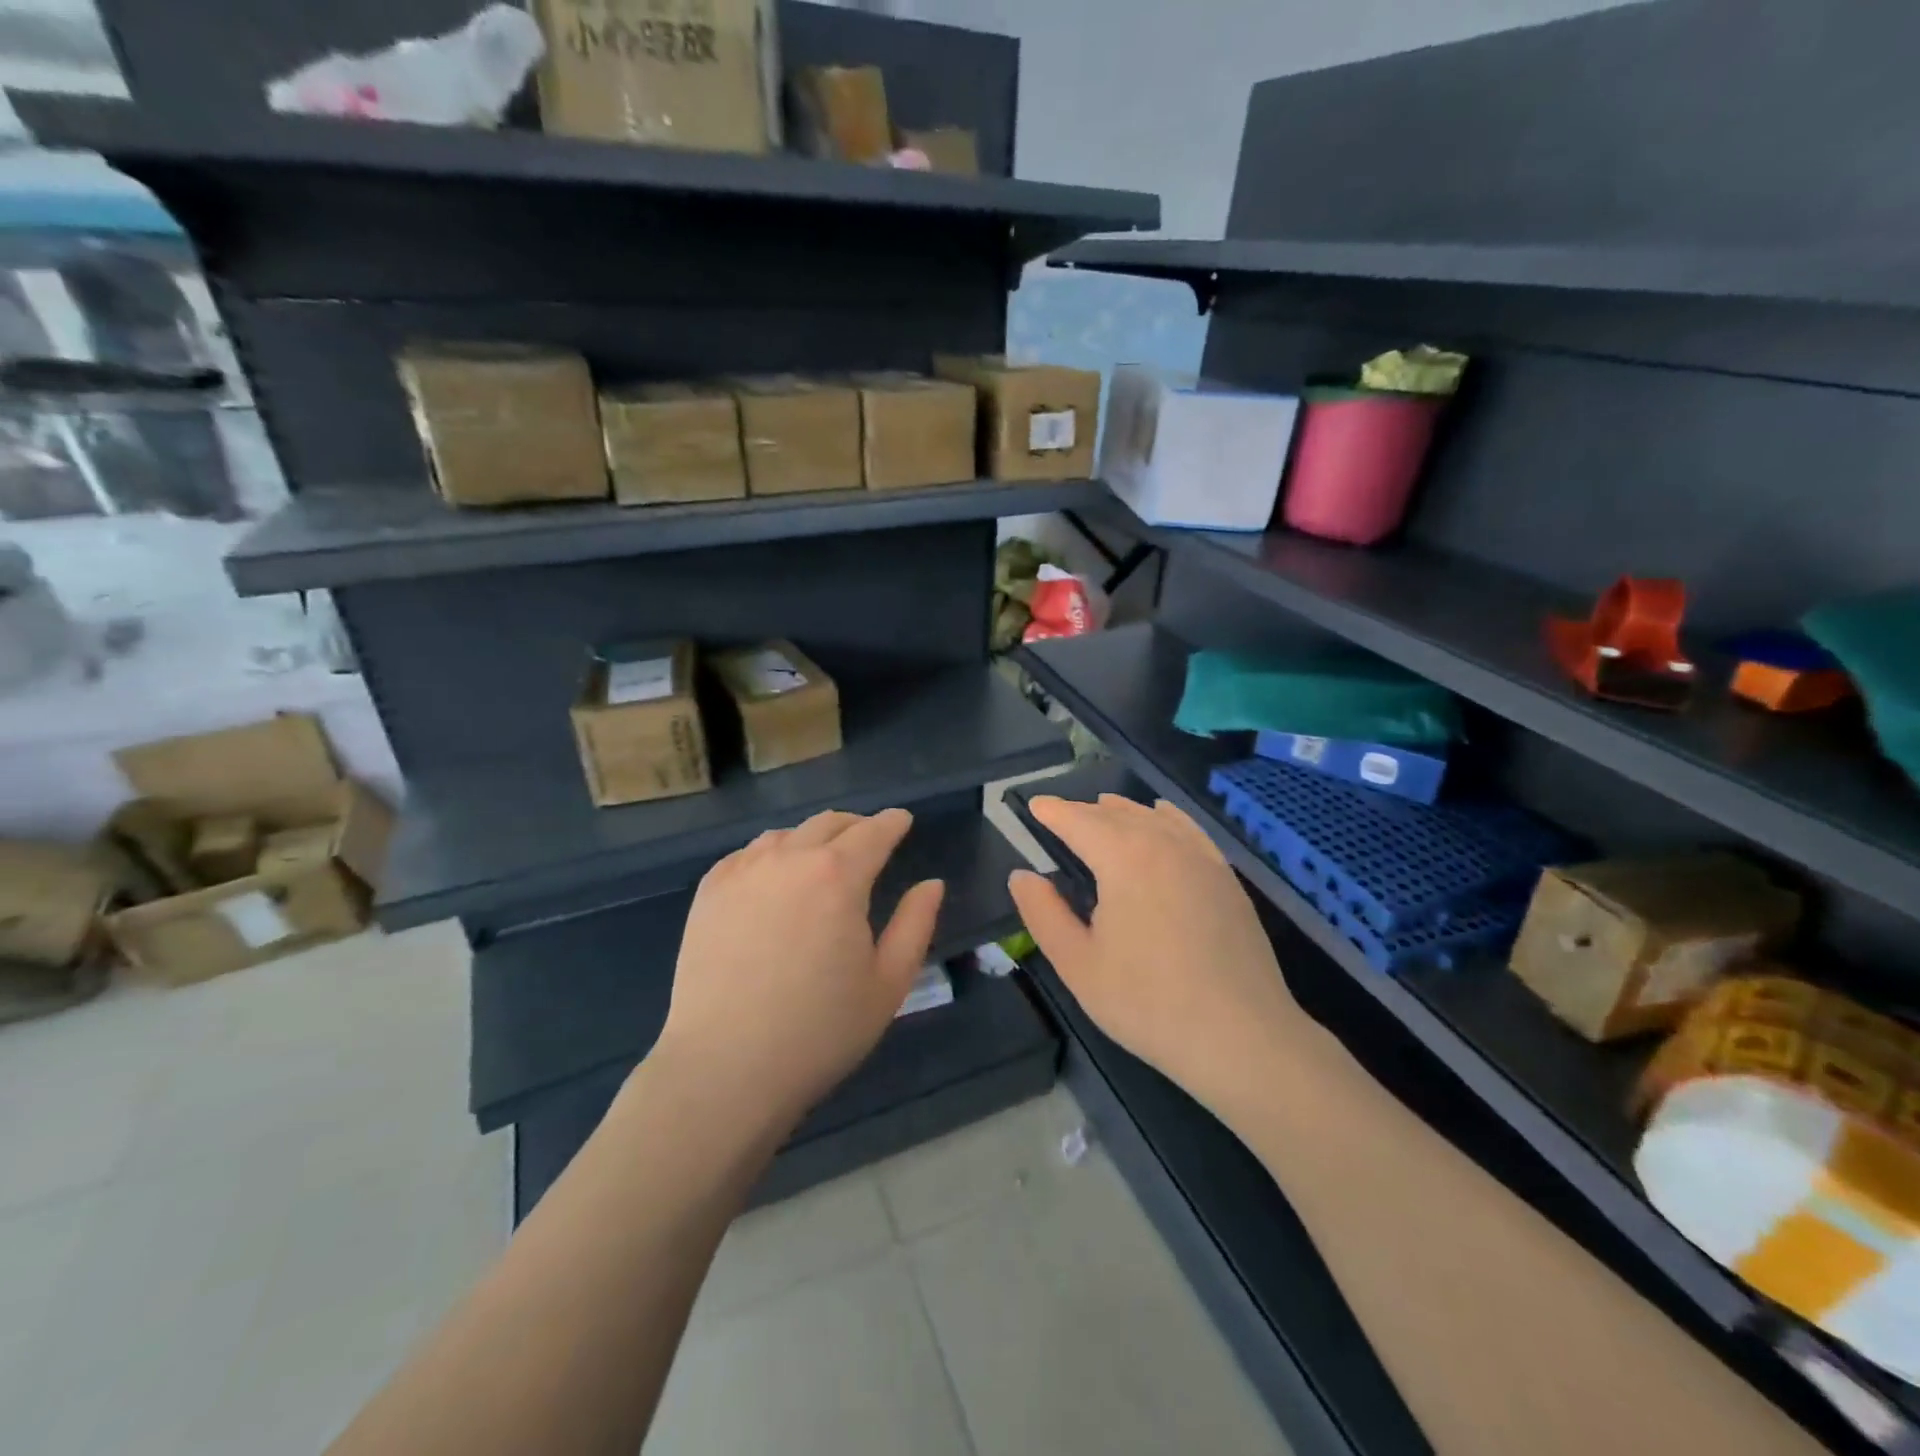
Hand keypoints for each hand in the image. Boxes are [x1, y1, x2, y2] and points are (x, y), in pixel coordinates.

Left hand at [655, 808, 944, 1127]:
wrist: (725, 1067)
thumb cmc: (820, 1031)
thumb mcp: (888, 983)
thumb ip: (916, 924)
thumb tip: (931, 884)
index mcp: (839, 876)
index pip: (873, 832)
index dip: (892, 822)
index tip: (902, 820)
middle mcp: (789, 859)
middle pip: (829, 824)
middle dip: (856, 826)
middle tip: (868, 840)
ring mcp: (743, 872)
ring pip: (786, 835)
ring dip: (812, 839)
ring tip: (820, 860)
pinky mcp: (709, 892)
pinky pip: (747, 854)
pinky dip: (771, 854)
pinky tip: (773, 877)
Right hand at [1009, 795, 1303, 1119]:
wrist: (1241, 1037)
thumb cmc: (1147, 1003)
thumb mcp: (1078, 964)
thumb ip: (1043, 914)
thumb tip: (1021, 876)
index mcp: (1123, 858)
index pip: (1079, 820)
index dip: (1053, 811)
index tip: (1033, 805)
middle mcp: (1163, 843)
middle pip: (1116, 814)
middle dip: (1084, 811)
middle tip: (1059, 816)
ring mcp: (1201, 858)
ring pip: (1153, 817)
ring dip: (1123, 811)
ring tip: (1102, 808)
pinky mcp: (1226, 877)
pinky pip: (1188, 830)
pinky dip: (1166, 817)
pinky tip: (1161, 816)